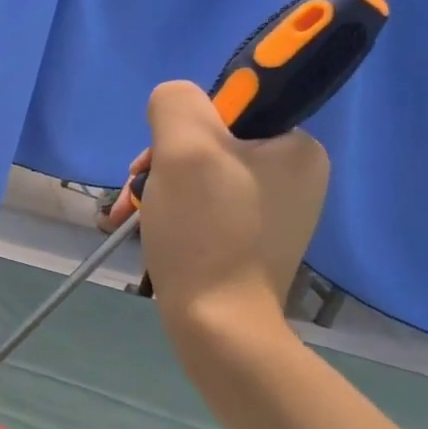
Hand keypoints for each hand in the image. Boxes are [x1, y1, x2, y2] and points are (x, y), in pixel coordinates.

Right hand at [123, 80, 329, 331]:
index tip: (156, 162)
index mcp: (296, 147)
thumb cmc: (205, 233)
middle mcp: (293, 175)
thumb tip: (172, 103)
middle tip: (135, 197)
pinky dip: (170, 215)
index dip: (181, 128)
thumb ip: (176, 104)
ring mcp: (273, 212)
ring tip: (131, 220)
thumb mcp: (184, 149)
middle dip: (161, 167)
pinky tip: (149, 233)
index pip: (227, 109)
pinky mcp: (250, 241)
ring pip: (199, 178)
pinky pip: (203, 208)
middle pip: (207, 145)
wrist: (218, 325)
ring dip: (158, 192)